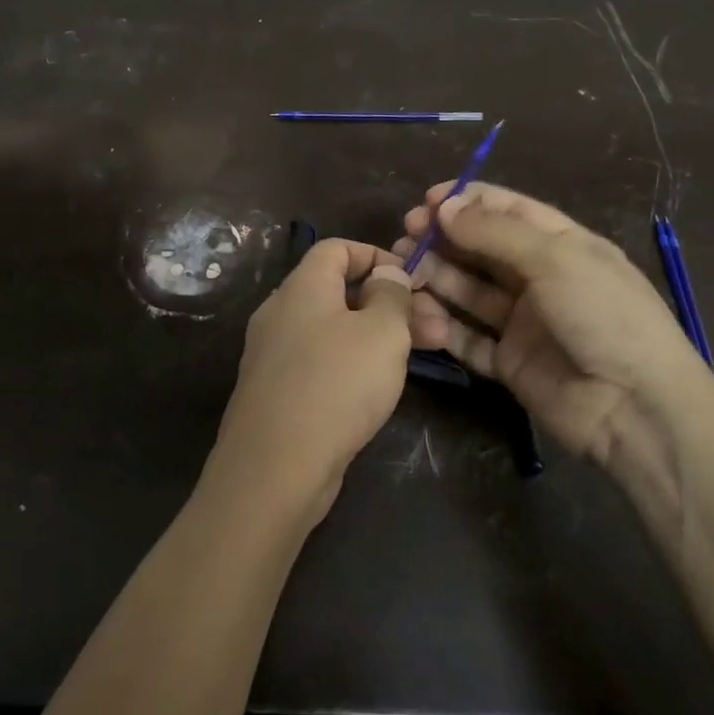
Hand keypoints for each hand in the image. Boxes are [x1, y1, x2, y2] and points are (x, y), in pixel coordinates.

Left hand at [202, 239, 414, 529]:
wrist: (275, 466)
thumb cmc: (336, 385)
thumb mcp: (381, 332)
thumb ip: (391, 295)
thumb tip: (386, 275)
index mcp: (301, 287)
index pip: (337, 249)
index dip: (378, 255)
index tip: (414, 280)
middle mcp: (281, 312)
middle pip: (340, 291)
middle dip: (391, 303)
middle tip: (438, 328)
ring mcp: (275, 354)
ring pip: (335, 329)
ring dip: (380, 335)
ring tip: (427, 353)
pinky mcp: (278, 390)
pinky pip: (322, 360)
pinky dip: (354, 361)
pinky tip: (383, 384)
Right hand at [394, 182, 711, 501]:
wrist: (635, 408)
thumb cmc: (603, 316)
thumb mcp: (555, 260)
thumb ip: (494, 232)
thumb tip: (443, 206)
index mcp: (564, 246)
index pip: (510, 211)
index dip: (468, 202)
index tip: (427, 200)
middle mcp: (542, 280)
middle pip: (484, 250)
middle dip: (445, 238)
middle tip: (407, 234)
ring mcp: (524, 323)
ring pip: (470, 292)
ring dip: (438, 277)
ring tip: (404, 268)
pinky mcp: (509, 362)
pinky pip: (469, 338)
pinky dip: (444, 326)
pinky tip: (418, 313)